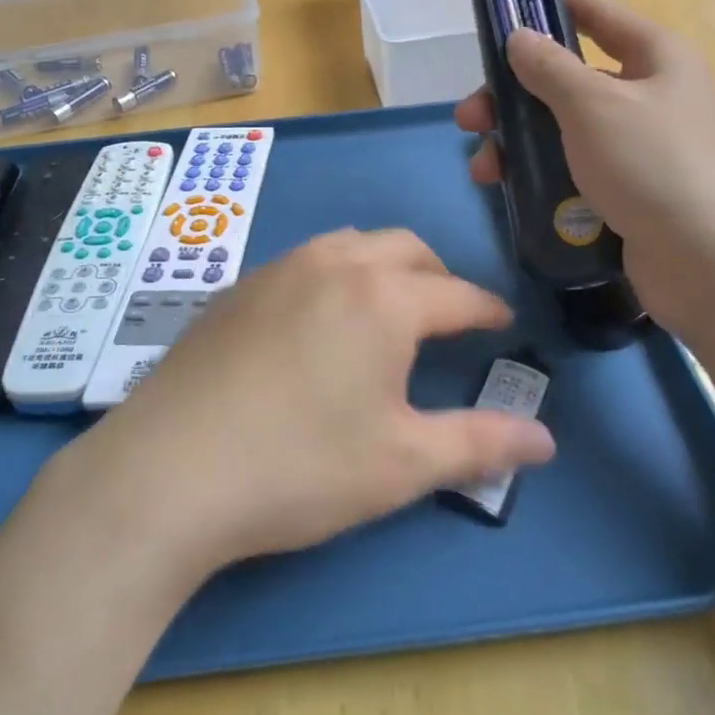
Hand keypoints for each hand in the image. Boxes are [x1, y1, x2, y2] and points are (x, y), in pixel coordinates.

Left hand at [71, 229, 555, 570]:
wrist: (168, 469)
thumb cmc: (299, 466)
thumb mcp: (401, 463)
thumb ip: (479, 444)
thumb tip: (546, 440)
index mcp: (382, 297)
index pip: (456, 294)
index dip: (487, 310)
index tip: (503, 323)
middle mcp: (332, 264)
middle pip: (404, 249)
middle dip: (437, 276)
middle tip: (448, 316)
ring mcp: (277, 269)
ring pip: (349, 245)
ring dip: (382, 267)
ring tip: (387, 311)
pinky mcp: (237, 288)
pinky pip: (304, 262)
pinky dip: (333, 276)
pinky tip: (318, 322)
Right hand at [454, 0, 714, 327]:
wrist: (711, 263)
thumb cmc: (653, 165)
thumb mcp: (593, 106)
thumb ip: (549, 67)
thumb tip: (519, 37)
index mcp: (655, 56)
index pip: (595, 12)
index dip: (548, 5)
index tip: (500, 12)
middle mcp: (649, 94)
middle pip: (567, 79)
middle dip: (514, 95)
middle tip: (470, 118)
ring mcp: (638, 146)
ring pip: (563, 129)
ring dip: (518, 142)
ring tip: (483, 168)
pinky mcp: (627, 190)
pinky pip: (574, 168)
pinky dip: (540, 174)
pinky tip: (509, 191)